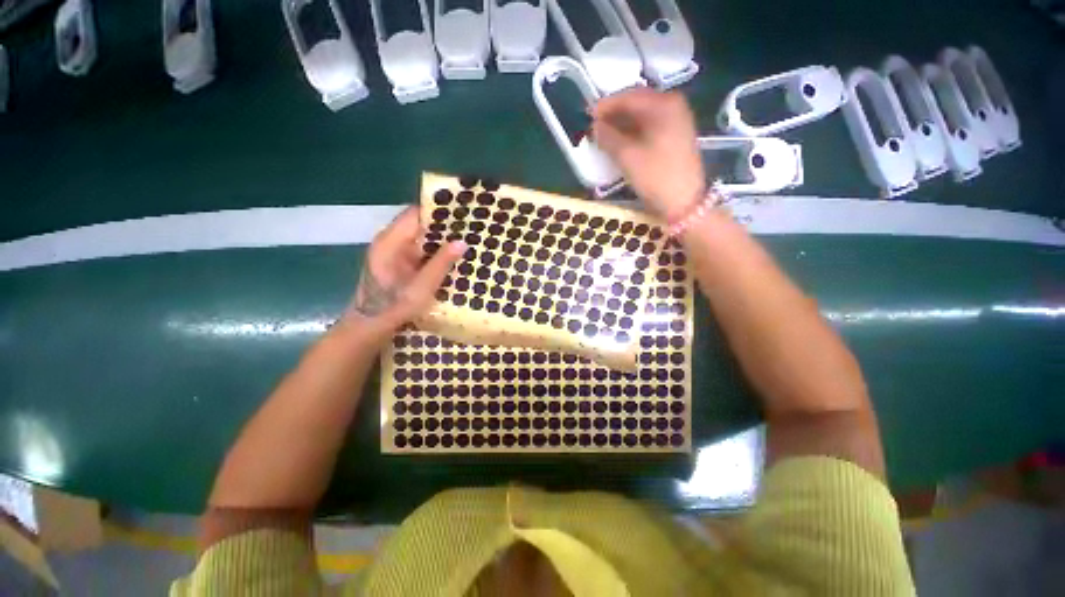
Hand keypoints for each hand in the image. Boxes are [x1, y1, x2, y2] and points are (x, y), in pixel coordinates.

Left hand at [348, 206, 465, 333]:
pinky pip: (421, 250)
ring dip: (442, 239)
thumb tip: (462, 241)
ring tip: (467, 238)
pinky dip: (436, 250)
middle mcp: (391, 241)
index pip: (415, 214)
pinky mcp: (400, 262)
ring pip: (422, 237)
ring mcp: (395, 251)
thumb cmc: (393, 306)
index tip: (462, 212)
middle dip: (444, 225)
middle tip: (471, 227)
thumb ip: (441, 263)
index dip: (438, 211)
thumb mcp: (422, 286)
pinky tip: (453, 255)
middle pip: (419, 224)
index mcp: (390, 241)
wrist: (371, 326)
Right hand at [591, 88, 705, 220]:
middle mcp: (673, 106)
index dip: (606, 105)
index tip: (587, 115)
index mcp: (663, 104)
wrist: (683, 201)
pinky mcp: (675, 137)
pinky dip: (633, 132)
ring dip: (622, 124)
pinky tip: (621, 141)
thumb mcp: (627, 156)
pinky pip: (650, 126)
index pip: (629, 96)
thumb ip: (608, 137)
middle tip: (594, 126)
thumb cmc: (655, 176)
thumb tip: (595, 126)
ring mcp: (677, 121)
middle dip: (614, 114)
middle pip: (637, 103)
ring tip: (604, 135)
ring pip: (643, 116)